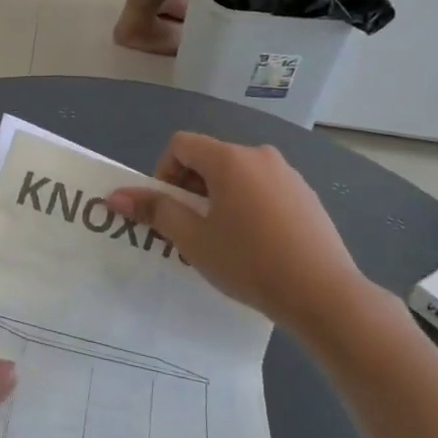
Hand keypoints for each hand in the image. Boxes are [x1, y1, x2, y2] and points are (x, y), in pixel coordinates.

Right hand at [108, 134, 359, 336]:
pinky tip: (257, 244)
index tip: (169, 210)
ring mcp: (288, 174)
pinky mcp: (306, 195)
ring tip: (224, 240)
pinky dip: (248, 205)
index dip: (164, 172)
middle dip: (191, 188)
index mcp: (230, 159)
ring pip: (238, 175)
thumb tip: (114, 195)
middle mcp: (260, 155)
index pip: (181, 144)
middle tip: (191, 230)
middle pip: (210, 158)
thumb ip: (155, 211)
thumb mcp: (194, 240)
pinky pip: (264, 189)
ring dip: (219, 198)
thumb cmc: (249, 262)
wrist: (323, 293)